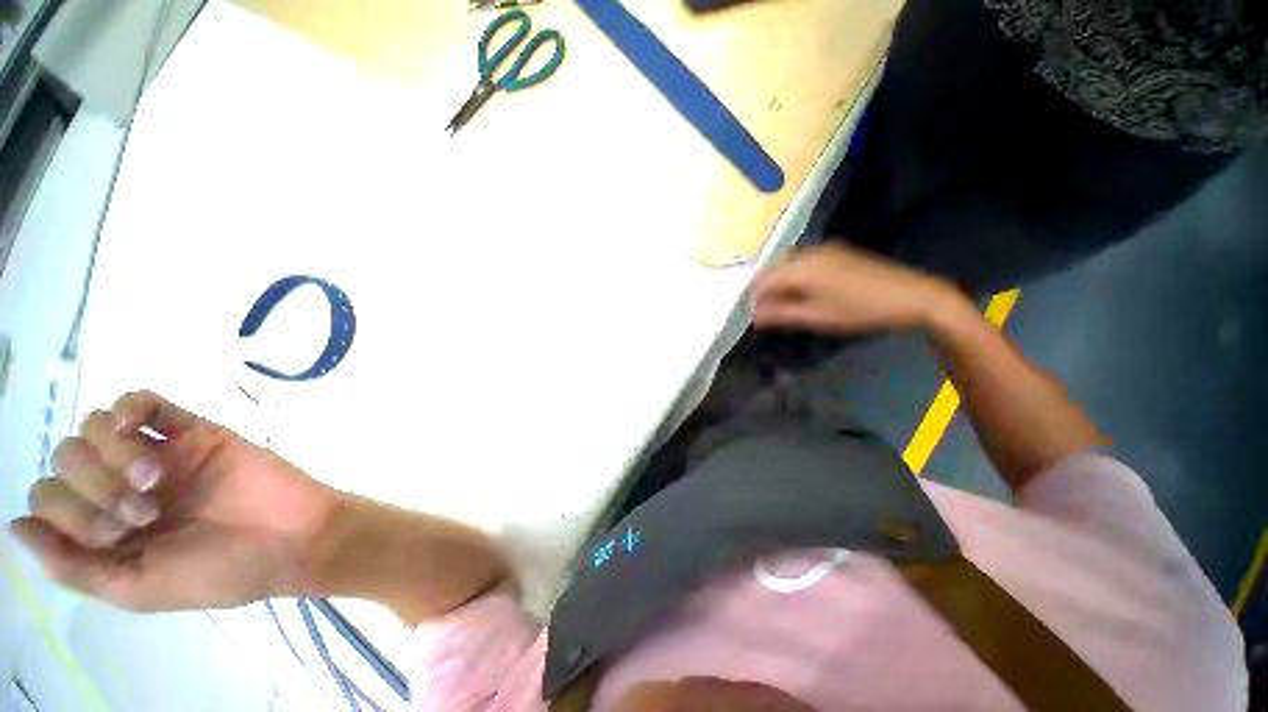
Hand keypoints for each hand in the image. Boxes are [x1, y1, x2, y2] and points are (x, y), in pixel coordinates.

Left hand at [10, 391, 339, 610]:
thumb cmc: (219, 572)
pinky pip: (144, 401)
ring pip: (95, 426)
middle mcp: (121, 486)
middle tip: (141, 513)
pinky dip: (126, 407)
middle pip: (65, 457)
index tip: (113, 534)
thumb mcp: (138, 588)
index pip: (48, 499)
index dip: (67, 513)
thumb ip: (74, 567)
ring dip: (111, 454)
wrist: (292, 539)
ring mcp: (159, 453)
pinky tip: (130, 426)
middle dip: (93, 487)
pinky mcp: (193, 430)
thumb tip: (16, 526)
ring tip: (155, 481)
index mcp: (107, 526)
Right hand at [752, 244, 958, 334]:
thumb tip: (753, 317)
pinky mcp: (837, 251)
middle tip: (768, 313)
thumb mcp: (817, 316)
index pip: (762, 280)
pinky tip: (804, 293)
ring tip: (785, 306)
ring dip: (781, 284)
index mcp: (801, 267)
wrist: (912, 295)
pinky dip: (796, 277)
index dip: (753, 298)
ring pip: (788, 264)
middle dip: (765, 290)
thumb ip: (781, 314)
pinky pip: (804, 262)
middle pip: (774, 269)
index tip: (752, 316)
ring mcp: (825, 249)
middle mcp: (808, 252)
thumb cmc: (860, 310)